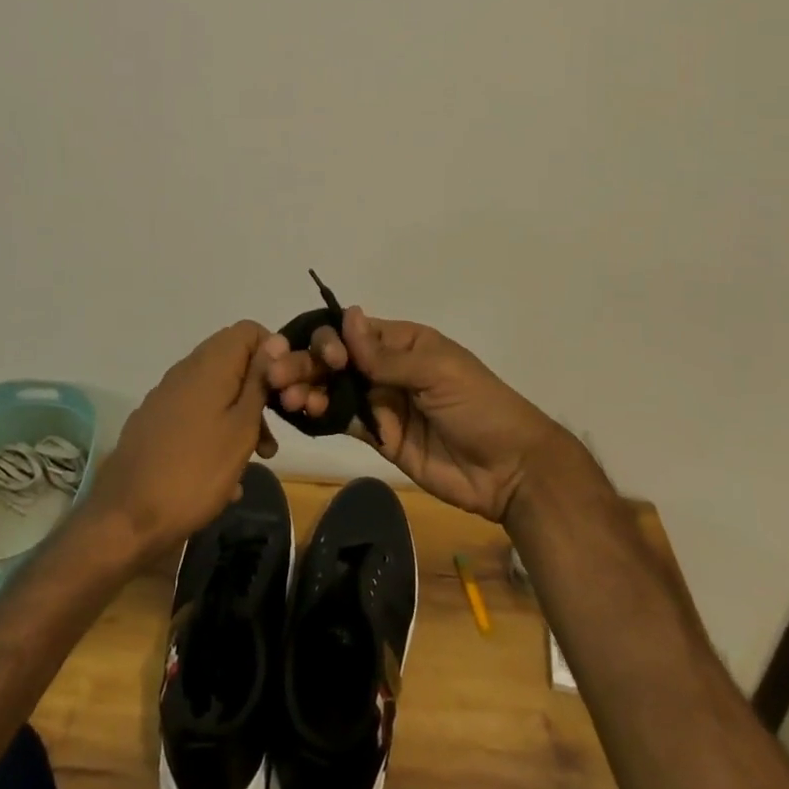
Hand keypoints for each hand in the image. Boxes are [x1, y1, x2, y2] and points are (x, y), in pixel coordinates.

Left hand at [89, 320, 284, 555]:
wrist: (126, 519)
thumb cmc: (195, 471)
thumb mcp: (241, 428)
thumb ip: (259, 381)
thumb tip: (275, 340)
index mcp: (209, 364)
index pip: (248, 330)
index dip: (272, 354)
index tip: (283, 391)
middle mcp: (185, 370)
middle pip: (233, 362)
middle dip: (258, 393)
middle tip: (272, 435)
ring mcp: (166, 397)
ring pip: (215, 392)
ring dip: (240, 418)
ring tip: (255, 460)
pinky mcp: (154, 423)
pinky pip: (196, 416)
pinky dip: (215, 434)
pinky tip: (224, 478)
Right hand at [266, 307, 566, 521]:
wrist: (510, 470)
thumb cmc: (479, 406)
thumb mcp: (437, 373)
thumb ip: (387, 356)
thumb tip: (349, 317)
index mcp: (403, 342)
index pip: (355, 332)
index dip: (332, 339)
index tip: (326, 357)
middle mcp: (386, 367)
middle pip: (338, 360)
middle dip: (308, 364)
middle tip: (277, 376)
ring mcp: (382, 402)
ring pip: (335, 389)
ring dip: (309, 389)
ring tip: (288, 399)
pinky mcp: (380, 437)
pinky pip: (344, 420)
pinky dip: (321, 415)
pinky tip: (302, 413)